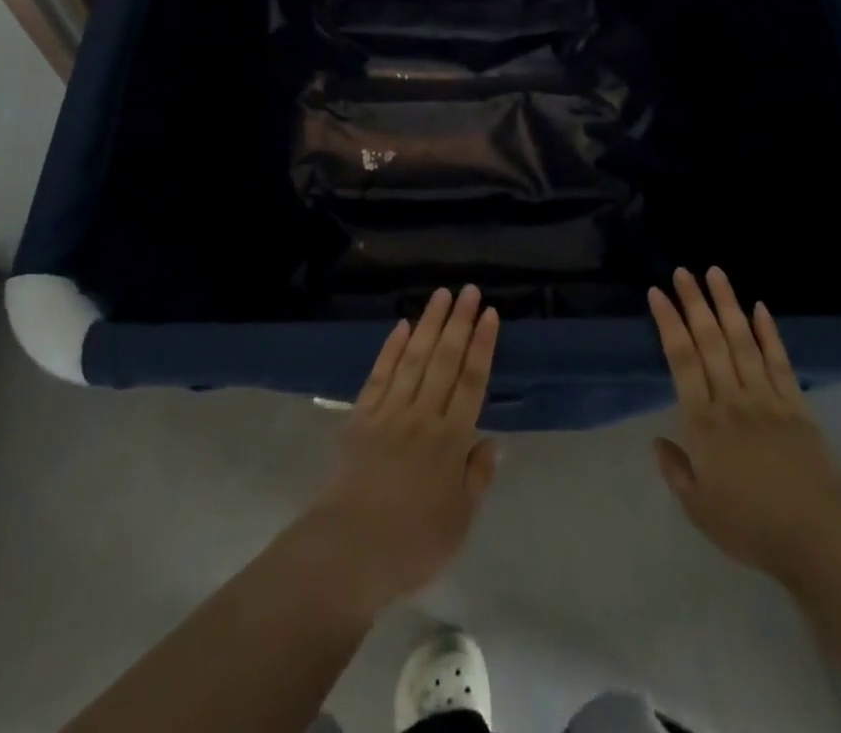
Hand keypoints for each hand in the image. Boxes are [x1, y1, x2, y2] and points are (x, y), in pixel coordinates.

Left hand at [301, 285, 500, 615]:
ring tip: (441, 294)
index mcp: (451, 440)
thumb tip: (491, 440)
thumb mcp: (459, 522)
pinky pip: (380, 374)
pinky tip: (402, 326)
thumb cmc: (412, 544)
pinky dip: (391, 348)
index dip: (482, 345)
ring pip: (414, 357)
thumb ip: (477, 477)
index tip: (489, 314)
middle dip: (459, 322)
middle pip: (444, 359)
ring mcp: (390, 411)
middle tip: (468, 290)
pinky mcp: (361, 416)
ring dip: (429, 323)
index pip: (472, 381)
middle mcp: (423, 415)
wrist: (348, 551)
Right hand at [650, 266, 840, 581]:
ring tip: (716, 273)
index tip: (657, 293)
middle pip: (710, 341)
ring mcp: (766, 398)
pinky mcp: (796, 406)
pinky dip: (769, 333)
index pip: (681, 360)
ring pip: (743, 341)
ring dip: (728, 305)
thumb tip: (657, 441)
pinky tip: (760, 308)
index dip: (668, 323)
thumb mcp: (700, 509)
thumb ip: (676, 471)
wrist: (819, 538)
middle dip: (694, 303)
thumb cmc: (752, 526)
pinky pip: (780, 362)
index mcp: (703, 422)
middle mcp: (731, 399)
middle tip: (683, 271)